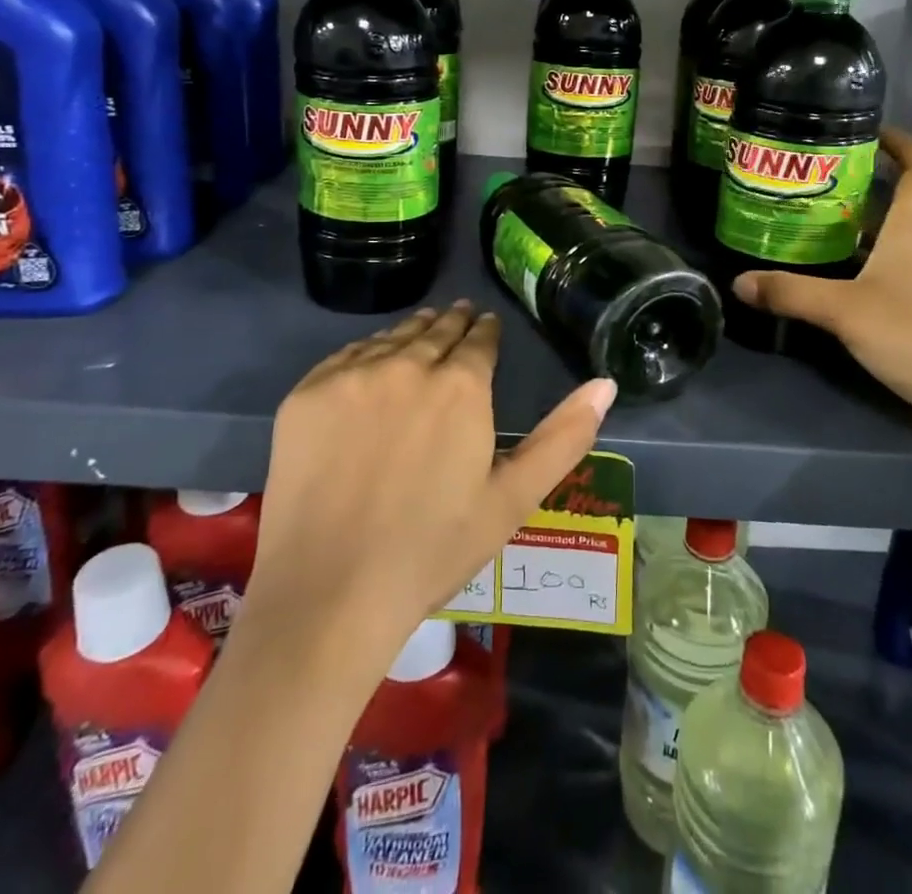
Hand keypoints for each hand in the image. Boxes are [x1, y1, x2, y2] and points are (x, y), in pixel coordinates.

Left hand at [249, 301, 617, 651]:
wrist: (329, 594)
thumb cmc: (433, 551)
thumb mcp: (513, 498)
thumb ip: (563, 436)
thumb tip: (606, 383)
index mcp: (461, 385)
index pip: (478, 339)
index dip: (486, 331)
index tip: (487, 325)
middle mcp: (407, 364)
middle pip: (435, 330)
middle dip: (452, 323)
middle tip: (459, 317)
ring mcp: (350, 376)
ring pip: (391, 338)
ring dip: (412, 332)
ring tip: (423, 329)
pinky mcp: (305, 394)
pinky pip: (345, 357)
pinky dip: (366, 353)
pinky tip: (372, 362)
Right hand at [732, 129, 911, 469]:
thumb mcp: (845, 311)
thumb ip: (790, 294)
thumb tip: (738, 282)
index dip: (903, 145)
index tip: (872, 130)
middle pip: (901, 207)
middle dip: (864, 190)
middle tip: (814, 183)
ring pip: (892, 247)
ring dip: (860, 234)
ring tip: (811, 228)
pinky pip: (890, 282)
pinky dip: (863, 273)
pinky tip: (832, 287)